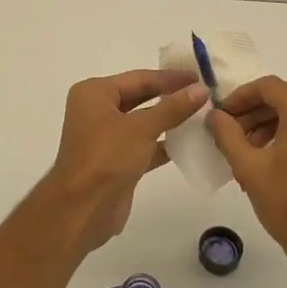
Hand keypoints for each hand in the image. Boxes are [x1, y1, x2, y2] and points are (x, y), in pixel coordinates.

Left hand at [41, 69, 207, 255]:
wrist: (82, 211)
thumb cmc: (106, 158)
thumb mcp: (142, 128)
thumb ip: (173, 107)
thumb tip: (201, 89)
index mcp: (95, 93)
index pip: (139, 78)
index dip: (170, 78)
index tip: (200, 76)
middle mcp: (98, 110)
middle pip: (140, 97)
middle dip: (171, 96)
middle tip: (204, 93)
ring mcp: (106, 137)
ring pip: (143, 122)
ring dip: (170, 120)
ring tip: (203, 116)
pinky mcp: (116, 161)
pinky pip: (144, 145)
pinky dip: (164, 144)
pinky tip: (190, 143)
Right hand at [207, 76, 286, 281]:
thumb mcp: (249, 168)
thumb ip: (228, 134)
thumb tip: (215, 114)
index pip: (267, 87)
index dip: (239, 97)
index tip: (221, 116)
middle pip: (283, 100)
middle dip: (253, 115)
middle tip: (231, 138)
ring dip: (269, 128)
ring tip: (248, 156)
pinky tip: (272, 165)